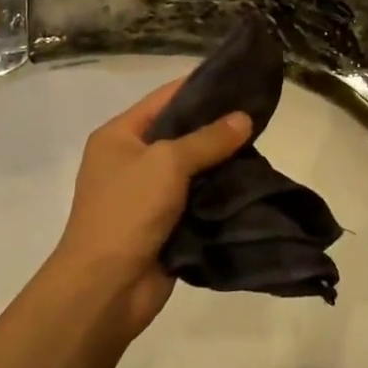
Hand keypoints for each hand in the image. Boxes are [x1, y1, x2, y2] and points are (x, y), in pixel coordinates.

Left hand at [49, 77, 251, 338]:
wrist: (105, 288)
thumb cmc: (127, 211)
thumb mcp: (167, 162)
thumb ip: (208, 139)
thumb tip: (244, 118)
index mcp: (119, 136)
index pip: (165, 98)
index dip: (200, 86)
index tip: (239, 78)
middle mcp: (131, 160)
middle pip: (180, 133)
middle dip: (217, 126)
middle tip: (260, 114)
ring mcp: (148, 195)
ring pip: (193, 169)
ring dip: (222, 162)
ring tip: (262, 146)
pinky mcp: (165, 225)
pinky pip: (197, 200)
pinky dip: (219, 194)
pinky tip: (250, 182)